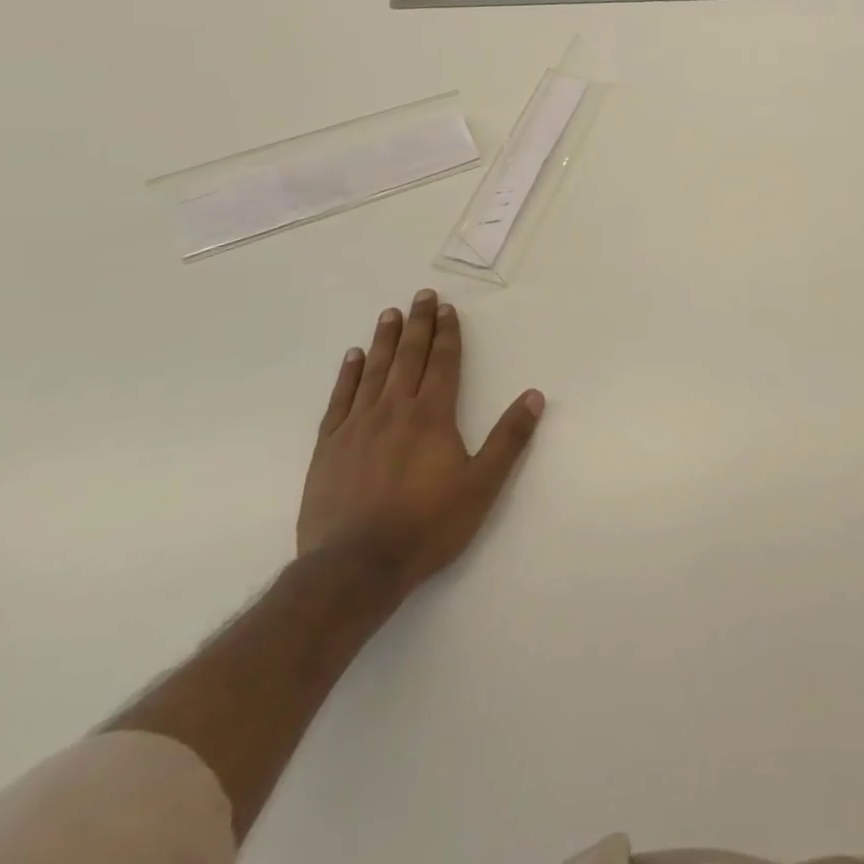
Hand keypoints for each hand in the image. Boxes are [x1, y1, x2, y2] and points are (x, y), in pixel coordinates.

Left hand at [297, 290, 543, 593]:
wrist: (354, 568)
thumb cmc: (426, 526)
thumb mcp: (482, 486)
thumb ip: (509, 439)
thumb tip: (534, 396)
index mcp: (432, 416)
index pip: (443, 363)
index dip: (447, 334)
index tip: (446, 307)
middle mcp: (394, 410)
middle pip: (409, 357)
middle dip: (418, 324)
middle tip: (420, 295)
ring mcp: (358, 426)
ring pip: (374, 371)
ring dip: (384, 340)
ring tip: (389, 314)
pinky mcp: (329, 447)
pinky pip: (340, 399)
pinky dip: (348, 375)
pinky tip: (353, 357)